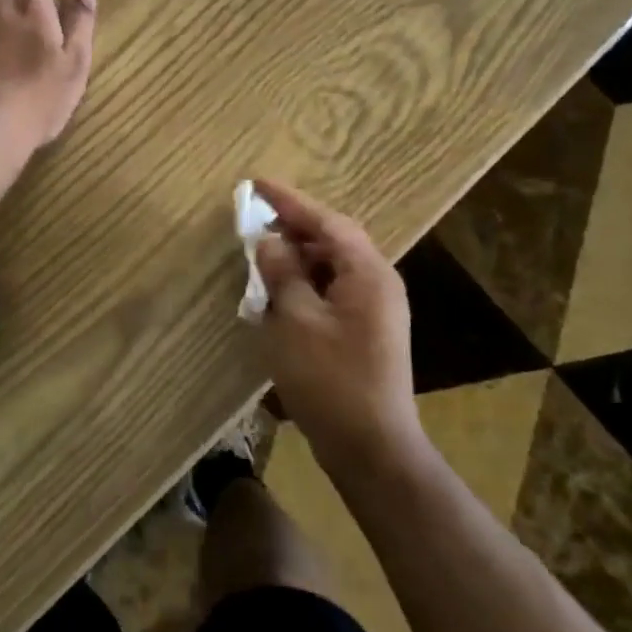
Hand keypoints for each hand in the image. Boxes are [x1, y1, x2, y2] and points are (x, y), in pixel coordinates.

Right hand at [251, 179, 424, 472]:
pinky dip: (303, 284)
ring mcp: (374, 309)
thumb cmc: (331, 379)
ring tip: (260, 256)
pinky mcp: (364, 331)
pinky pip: (331, 291)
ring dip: (296, 258)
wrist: (372, 448)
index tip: (256, 184)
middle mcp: (377, 283)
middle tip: (254, 221)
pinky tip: (277, 294)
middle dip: (293, 228)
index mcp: (367, 273)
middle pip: (332, 240)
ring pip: (331, 266)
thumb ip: (282, 274)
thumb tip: (269, 241)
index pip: (327, 221)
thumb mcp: (295, 320)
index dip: (290, 201)